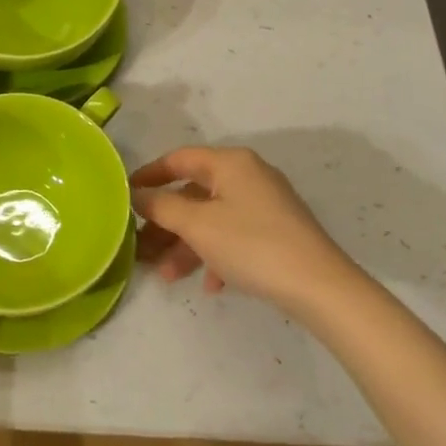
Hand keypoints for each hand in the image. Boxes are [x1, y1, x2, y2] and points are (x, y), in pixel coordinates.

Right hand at [131, 146, 361, 318]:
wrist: (320, 287)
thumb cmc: (252, 245)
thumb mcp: (198, 225)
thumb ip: (161, 206)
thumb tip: (136, 195)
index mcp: (231, 163)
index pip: (179, 158)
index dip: (149, 175)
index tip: (125, 194)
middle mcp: (249, 176)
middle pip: (194, 193)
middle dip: (166, 222)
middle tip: (142, 246)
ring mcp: (266, 204)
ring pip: (213, 219)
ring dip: (187, 245)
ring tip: (168, 276)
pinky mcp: (278, 231)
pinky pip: (235, 237)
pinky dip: (216, 256)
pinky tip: (211, 285)